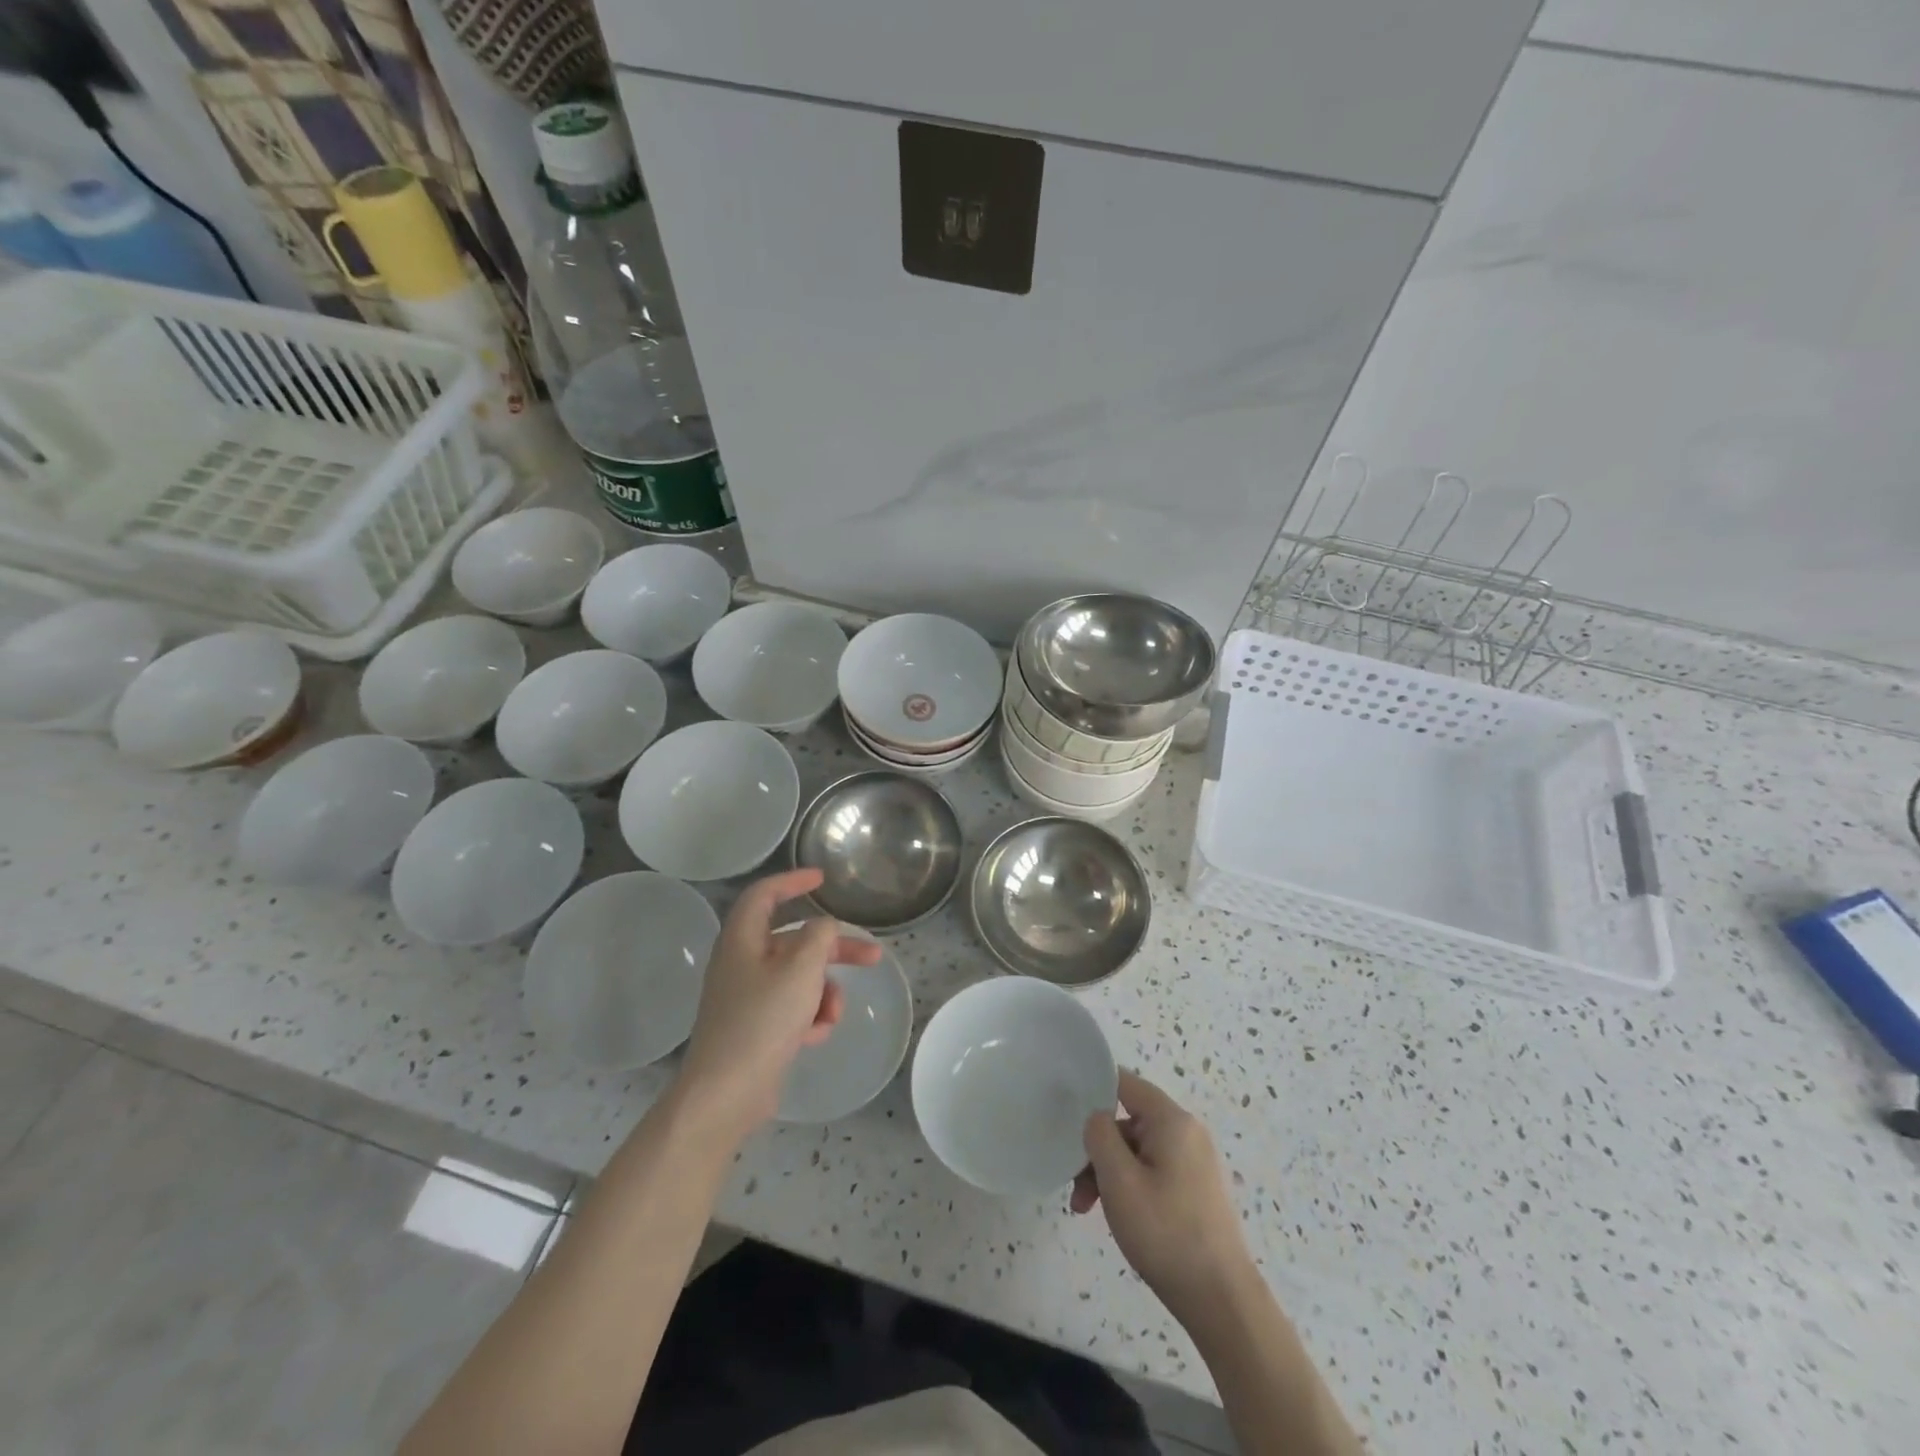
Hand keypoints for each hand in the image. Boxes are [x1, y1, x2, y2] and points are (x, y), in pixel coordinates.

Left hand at [675, 868, 882, 1141]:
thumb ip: (819, 937)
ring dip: (824, 993)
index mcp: (742, 940)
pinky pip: (791, 1008)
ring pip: (798, 979)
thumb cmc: (762, 1021)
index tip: (822, 879)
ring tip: (832, 1016)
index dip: (792, 881)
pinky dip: (809, 1017)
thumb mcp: (801, 970)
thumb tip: (822, 928)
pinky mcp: (755, 1028)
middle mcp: (741, 963)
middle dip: (834, 951)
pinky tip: (814, 1037)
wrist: (726, 1094)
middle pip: (794, 942)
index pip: (764, 895)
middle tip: (872, 955)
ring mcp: (747, 998)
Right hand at [1072, 1071, 1253, 1322]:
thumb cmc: (1166, 1233)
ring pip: (1137, 1151)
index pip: (1125, 1083)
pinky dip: (1131, 1186)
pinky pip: (1154, 1171)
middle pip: (1128, 1122)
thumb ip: (1100, 1135)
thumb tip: (1097, 1118)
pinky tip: (1118, 1217)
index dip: (1092, 1090)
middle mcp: (1187, 1132)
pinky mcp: (1197, 1189)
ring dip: (1109, 1173)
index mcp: (1172, 1120)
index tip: (1064, 1113)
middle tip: (1076, 1188)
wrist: (1222, 1302)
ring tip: (1087, 1210)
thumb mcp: (1119, 1180)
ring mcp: (1195, 1162)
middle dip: (1097, 1150)